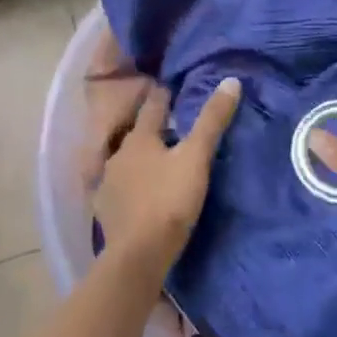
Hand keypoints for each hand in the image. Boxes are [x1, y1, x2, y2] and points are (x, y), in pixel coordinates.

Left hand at [93, 78, 241, 272]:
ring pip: (125, 162)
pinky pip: (118, 189)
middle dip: (151, 129)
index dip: (163, 96)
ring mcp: (107, 184)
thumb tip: (230, 81)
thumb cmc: (169, 200)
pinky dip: (129, 186)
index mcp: (139, 139)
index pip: (152, 107)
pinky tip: (137, 193)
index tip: (171, 89)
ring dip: (139, 158)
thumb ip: (212, 121)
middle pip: (137, 135)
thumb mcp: (196, 158)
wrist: (138, 255)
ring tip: (157, 161)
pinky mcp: (105, 210)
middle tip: (170, 127)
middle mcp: (117, 155)